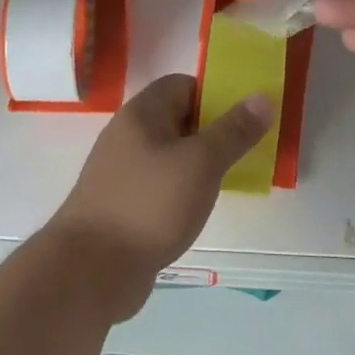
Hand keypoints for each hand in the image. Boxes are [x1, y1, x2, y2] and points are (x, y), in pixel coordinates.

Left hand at [45, 74, 269, 321]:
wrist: (91, 269)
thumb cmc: (150, 204)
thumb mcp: (201, 163)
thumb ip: (234, 131)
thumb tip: (262, 98)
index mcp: (142, 113)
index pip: (182, 85)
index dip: (215, 95)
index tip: (245, 118)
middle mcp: (127, 135)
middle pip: (176, 119)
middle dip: (212, 132)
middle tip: (245, 151)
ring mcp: (121, 171)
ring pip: (169, 155)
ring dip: (197, 164)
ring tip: (229, 180)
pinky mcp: (121, 204)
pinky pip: (159, 185)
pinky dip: (180, 190)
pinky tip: (197, 209)